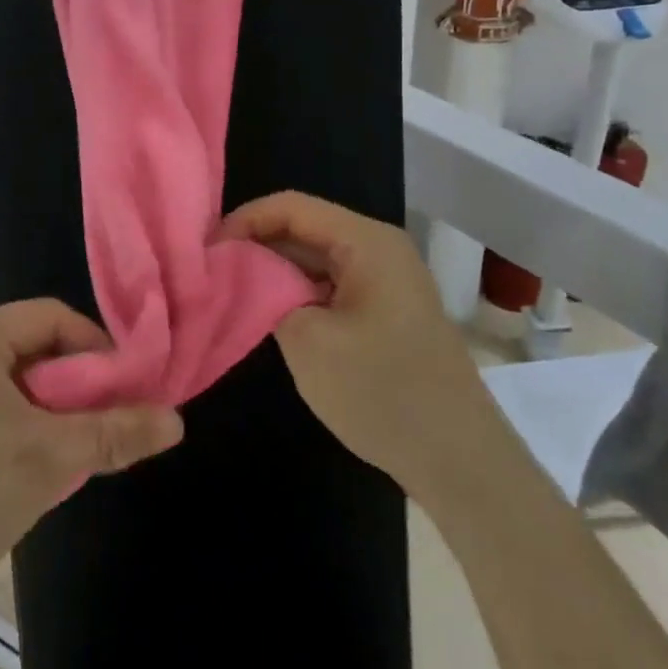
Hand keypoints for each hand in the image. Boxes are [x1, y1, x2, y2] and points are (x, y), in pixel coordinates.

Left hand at [0, 299, 183, 605]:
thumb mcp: (50, 460)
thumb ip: (115, 433)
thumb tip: (176, 419)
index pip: (50, 316)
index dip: (95, 347)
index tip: (123, 392)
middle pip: (27, 345)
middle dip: (70, 383)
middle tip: (96, 426)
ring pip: (4, 379)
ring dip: (42, 408)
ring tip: (63, 452)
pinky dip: (10, 423)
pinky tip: (19, 467)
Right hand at [222, 191, 491, 491]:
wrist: (460, 462)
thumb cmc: (382, 392)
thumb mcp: (307, 340)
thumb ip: (266, 294)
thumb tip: (242, 274)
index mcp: (366, 242)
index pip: (291, 206)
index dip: (244, 220)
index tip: (207, 250)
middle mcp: (379, 250)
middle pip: (304, 228)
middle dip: (256, 244)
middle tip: (211, 271)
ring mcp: (385, 282)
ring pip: (315, 259)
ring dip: (274, 271)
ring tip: (231, 290)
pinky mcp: (385, 312)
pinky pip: (331, 286)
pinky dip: (297, 293)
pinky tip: (269, 314)